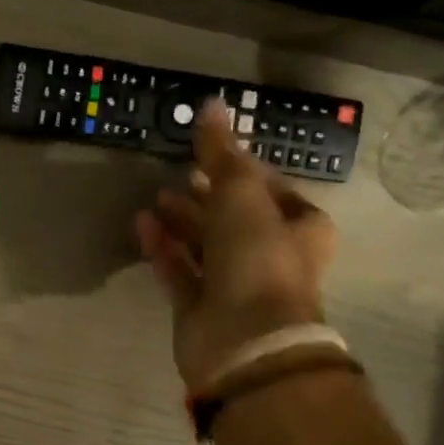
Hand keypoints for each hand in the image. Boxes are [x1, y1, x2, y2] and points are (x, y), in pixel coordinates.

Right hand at [136, 100, 337, 390]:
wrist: (245, 340)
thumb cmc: (257, 260)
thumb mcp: (242, 194)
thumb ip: (222, 153)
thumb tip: (212, 104)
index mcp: (300, 229)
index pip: (272, 190)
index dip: (244, 171)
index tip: (213, 155)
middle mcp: (271, 257)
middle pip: (236, 219)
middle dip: (208, 196)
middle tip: (180, 175)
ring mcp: (234, 286)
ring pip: (205, 245)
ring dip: (182, 221)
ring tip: (156, 198)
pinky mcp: (201, 308)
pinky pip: (179, 270)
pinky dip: (163, 248)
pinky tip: (142, 224)